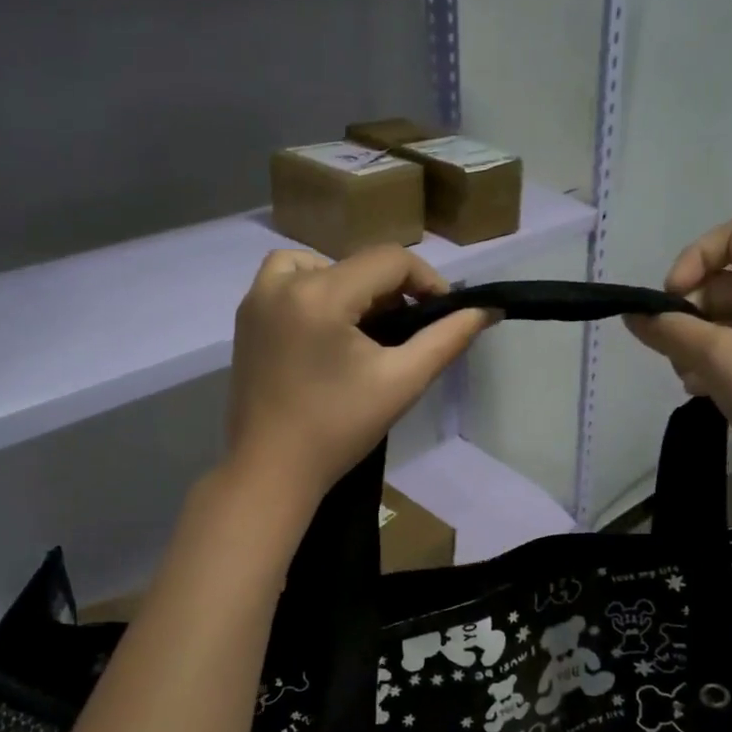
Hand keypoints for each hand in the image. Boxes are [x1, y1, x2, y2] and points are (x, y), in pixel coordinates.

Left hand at [227, 246, 492, 503]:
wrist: (271, 470)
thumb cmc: (339, 429)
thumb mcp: (402, 382)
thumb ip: (447, 339)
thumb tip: (486, 310)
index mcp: (320, 294)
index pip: (389, 260)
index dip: (426, 280)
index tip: (443, 313)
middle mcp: (282, 284)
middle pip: (355, 262)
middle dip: (390, 290)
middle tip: (407, 331)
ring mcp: (257, 299)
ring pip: (317, 264)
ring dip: (350, 284)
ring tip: (365, 325)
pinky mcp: (245, 319)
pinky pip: (285, 281)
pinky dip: (312, 290)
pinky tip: (327, 329)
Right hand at [625, 218, 731, 482]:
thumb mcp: (720, 360)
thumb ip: (670, 331)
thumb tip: (632, 314)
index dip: (697, 256)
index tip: (673, 297)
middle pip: (721, 283)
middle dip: (688, 313)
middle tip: (674, 351)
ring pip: (720, 320)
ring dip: (693, 343)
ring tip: (690, 378)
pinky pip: (731, 348)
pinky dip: (709, 363)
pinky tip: (702, 392)